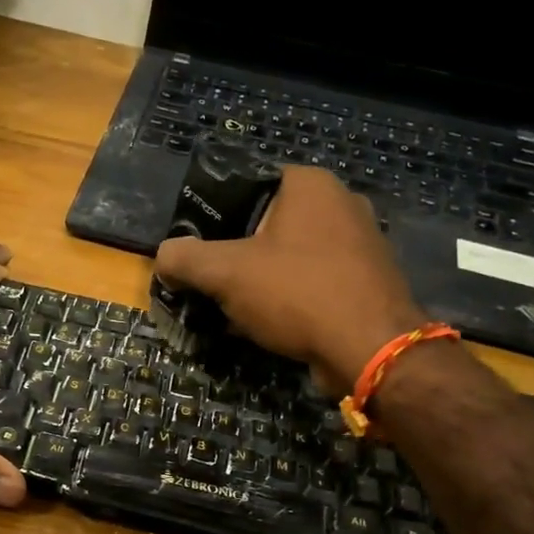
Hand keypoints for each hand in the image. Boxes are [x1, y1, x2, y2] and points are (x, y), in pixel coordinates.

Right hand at [153, 167, 425, 394]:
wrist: (371, 349)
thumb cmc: (297, 293)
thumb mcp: (225, 272)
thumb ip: (185, 258)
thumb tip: (163, 257)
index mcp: (310, 184)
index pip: (246, 184)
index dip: (213, 214)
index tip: (195, 246)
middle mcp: (341, 203)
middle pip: (265, 223)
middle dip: (234, 253)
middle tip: (208, 280)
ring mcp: (360, 242)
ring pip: (289, 255)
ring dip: (258, 280)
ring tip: (231, 307)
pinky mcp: (366, 280)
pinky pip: (311, 280)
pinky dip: (287, 298)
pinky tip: (265, 324)